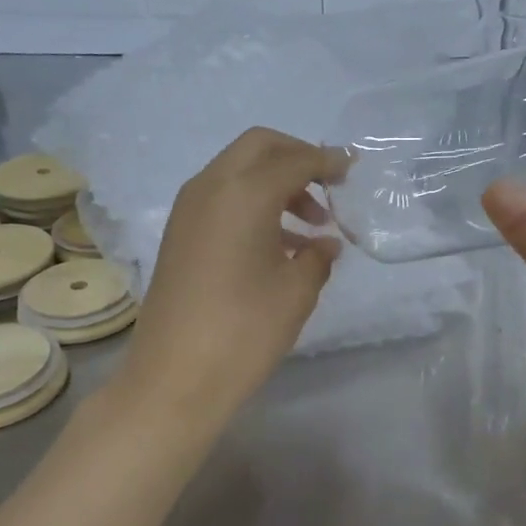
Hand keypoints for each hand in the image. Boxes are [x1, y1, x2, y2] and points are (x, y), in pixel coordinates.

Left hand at [118, 128, 344, 423]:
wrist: (174, 377)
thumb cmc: (244, 330)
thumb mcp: (296, 291)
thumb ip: (318, 256)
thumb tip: (326, 243)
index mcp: (244, 193)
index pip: (293, 160)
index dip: (327, 161)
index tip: (351, 169)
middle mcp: (211, 187)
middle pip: (258, 147)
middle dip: (296, 157)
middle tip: (329, 185)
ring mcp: (189, 210)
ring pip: (238, 171)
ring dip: (276, 183)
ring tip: (313, 226)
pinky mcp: (179, 234)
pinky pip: (223, 198)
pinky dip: (254, 203)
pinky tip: (281, 245)